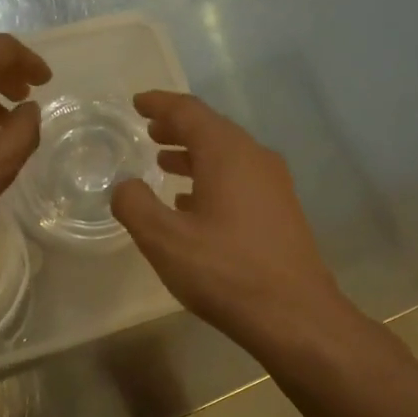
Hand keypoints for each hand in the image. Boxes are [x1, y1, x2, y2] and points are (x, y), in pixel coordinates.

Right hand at [111, 91, 351, 354]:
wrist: (293, 314)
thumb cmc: (224, 271)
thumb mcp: (164, 239)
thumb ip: (134, 205)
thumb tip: (124, 185)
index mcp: (227, 153)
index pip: (189, 112)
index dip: (159, 104)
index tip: (137, 102)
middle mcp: (255, 158)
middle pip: (212, 130)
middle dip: (178, 128)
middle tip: (149, 131)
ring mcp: (274, 185)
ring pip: (227, 156)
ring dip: (194, 155)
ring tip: (164, 163)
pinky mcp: (281, 211)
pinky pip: (240, 180)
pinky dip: (212, 180)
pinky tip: (193, 204)